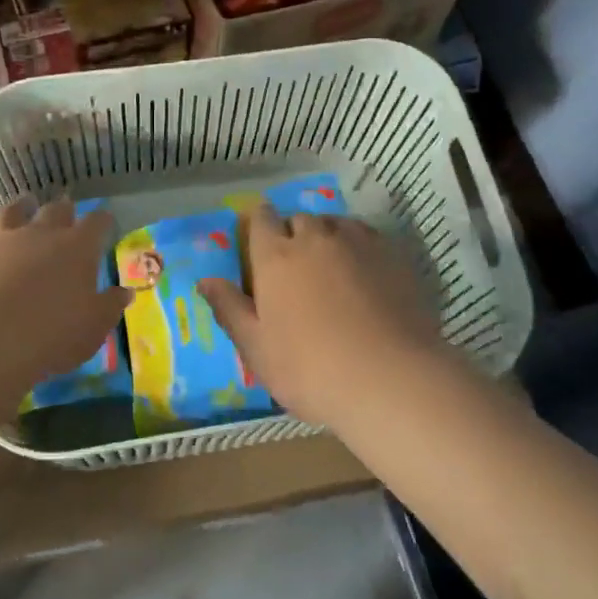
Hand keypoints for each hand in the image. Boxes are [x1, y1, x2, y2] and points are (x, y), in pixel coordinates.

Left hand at [0, 197, 129, 406]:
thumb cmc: (50, 336)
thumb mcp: (93, 328)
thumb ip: (110, 306)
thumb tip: (124, 292)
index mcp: (77, 248)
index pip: (97, 224)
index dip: (103, 221)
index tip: (106, 222)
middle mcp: (40, 233)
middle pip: (55, 210)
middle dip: (63, 210)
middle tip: (66, 210)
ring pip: (12, 211)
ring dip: (21, 207)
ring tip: (24, 204)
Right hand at [197, 206, 448, 426]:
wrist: (389, 378)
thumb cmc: (310, 369)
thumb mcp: (257, 348)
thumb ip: (230, 309)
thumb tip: (205, 280)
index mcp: (275, 257)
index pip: (260, 220)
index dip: (258, 224)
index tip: (259, 240)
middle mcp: (314, 238)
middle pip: (298, 220)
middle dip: (293, 234)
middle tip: (294, 266)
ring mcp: (357, 243)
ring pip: (335, 224)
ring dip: (327, 236)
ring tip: (330, 265)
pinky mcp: (392, 255)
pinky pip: (367, 236)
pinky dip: (358, 246)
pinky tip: (364, 271)